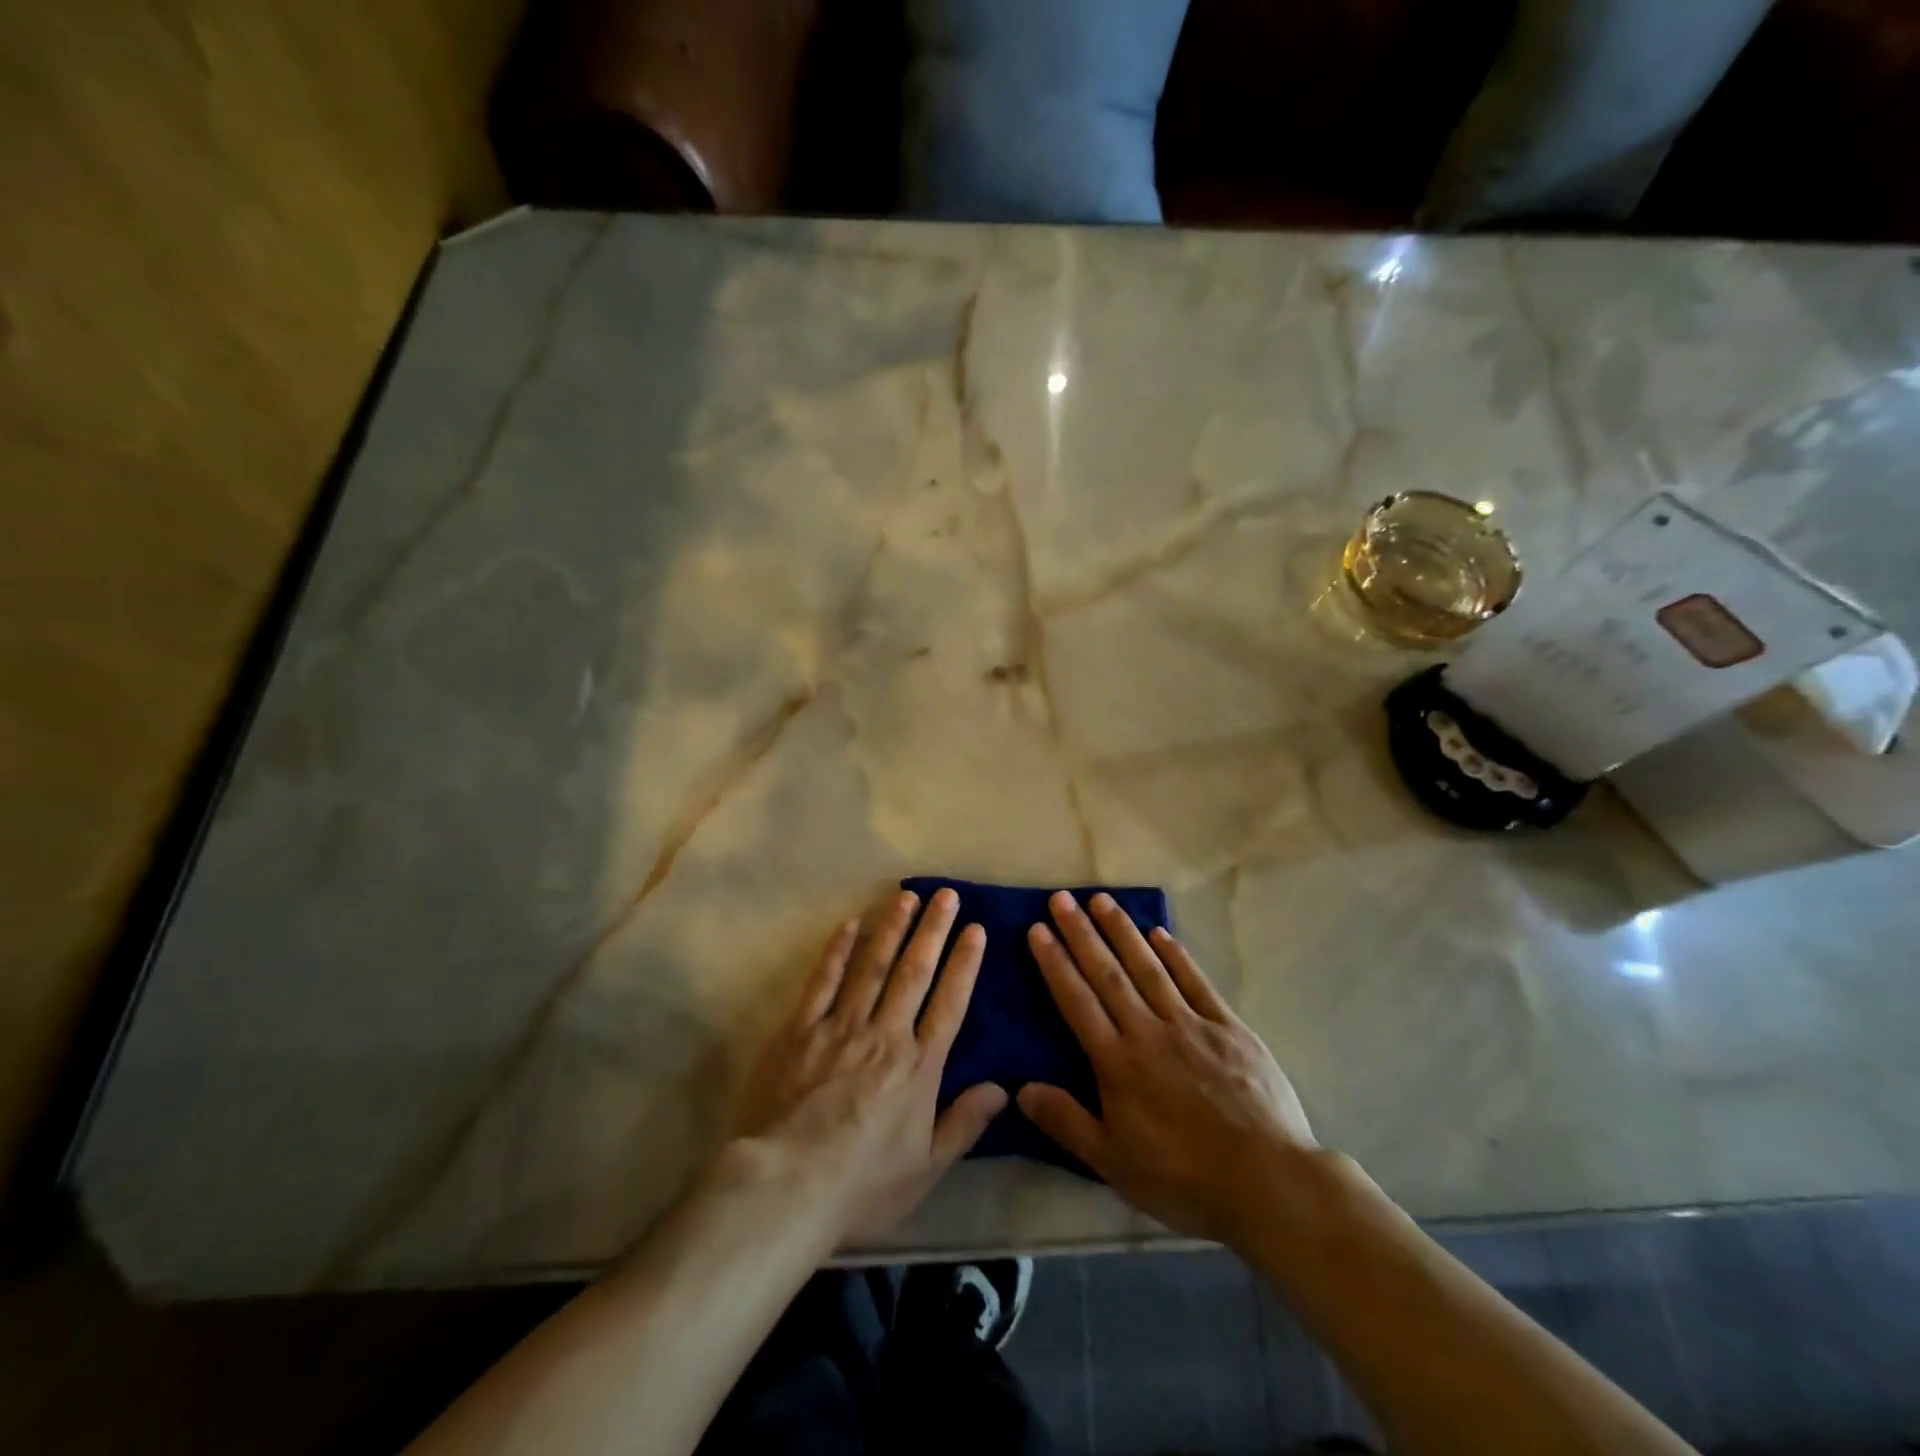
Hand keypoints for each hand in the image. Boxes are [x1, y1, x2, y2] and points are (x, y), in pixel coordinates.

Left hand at [731, 887, 1007, 1242]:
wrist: (786, 1186)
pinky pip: (823, 981)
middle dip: (933, 930)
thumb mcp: (926, 1168)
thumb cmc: (862, 1185)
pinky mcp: (800, 1029)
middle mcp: (885, 1034)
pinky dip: (838, 951)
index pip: (949, 1003)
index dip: (964, 963)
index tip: (975, 928)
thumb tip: (1003, 1088)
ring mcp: (841, 1026)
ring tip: (906, 895)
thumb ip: (964, 1123)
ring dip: (891, 928)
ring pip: (872, 966)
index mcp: (918, 1066)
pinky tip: (850, 924)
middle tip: (946, 894)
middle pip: (914, 972)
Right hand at [1017, 891, 1318, 1245]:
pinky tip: (1159, 933)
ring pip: (1148, 967)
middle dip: (1081, 933)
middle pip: (1108, 973)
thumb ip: (1066, 1122)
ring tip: (1101, 899)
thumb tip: (1020, 1088)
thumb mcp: (1113, 1163)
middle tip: (1061, 898)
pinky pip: (1195, 982)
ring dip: (1122, 931)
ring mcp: (1191, 1024)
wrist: (1267, 1181)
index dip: (1055, 963)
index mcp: (1117, 1062)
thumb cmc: (1183, 1177)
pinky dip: (1176, 955)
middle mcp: (1148, 1031)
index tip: (1038, 929)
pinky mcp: (1228, 1027)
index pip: (1077, 1001)